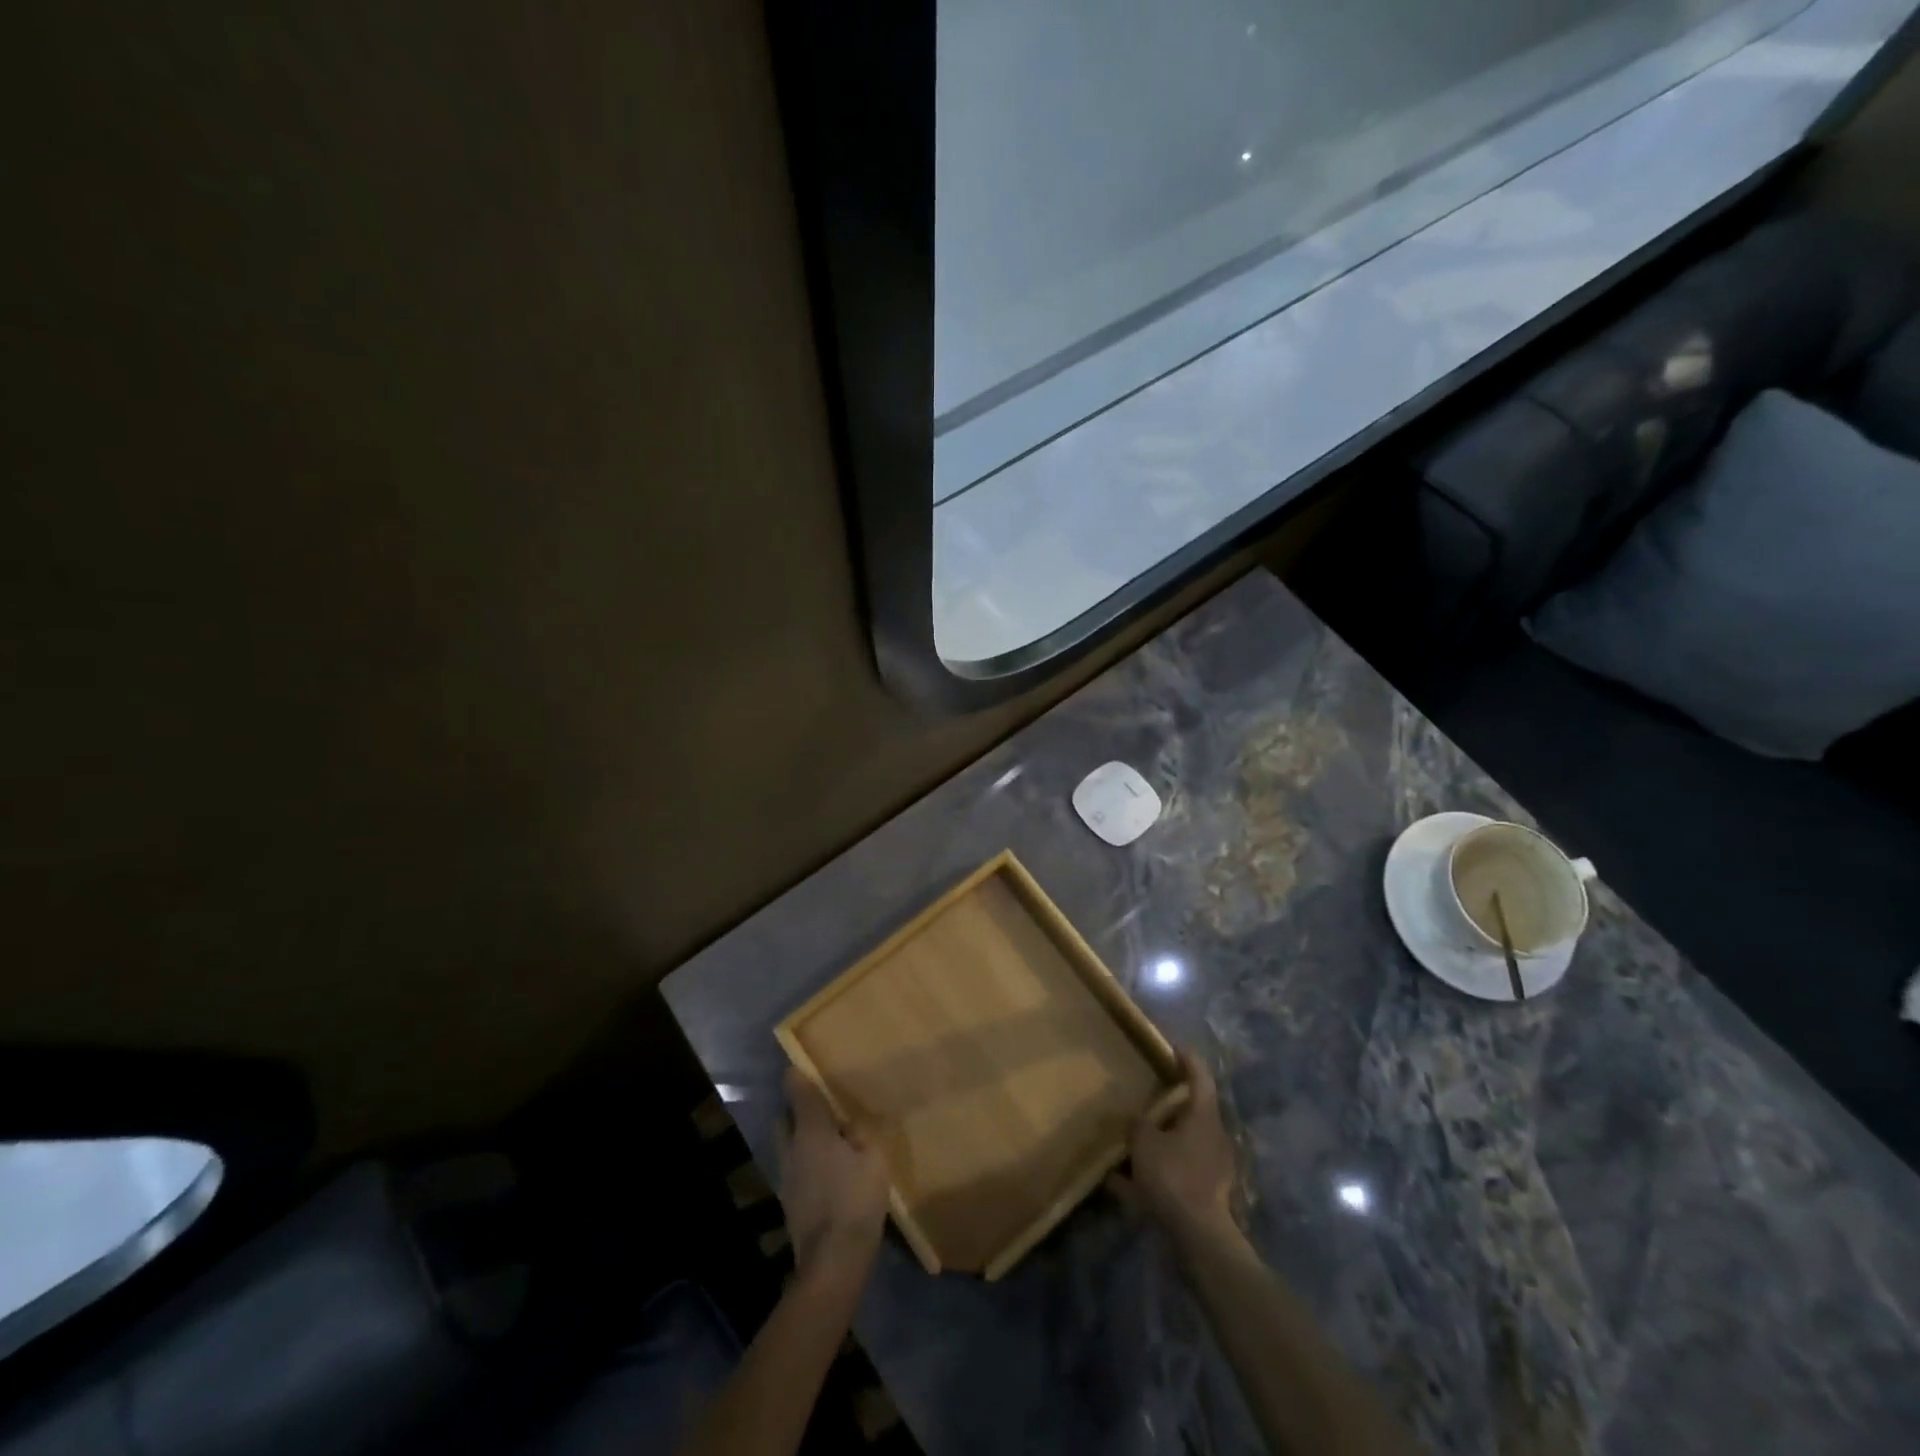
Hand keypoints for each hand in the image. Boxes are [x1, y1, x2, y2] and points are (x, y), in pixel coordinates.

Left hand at [779, 1067, 889, 1292]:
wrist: (832, 1264)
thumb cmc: (855, 1202)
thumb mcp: (872, 1160)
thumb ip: (860, 1137)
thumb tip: (847, 1128)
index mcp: (810, 1131)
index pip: (796, 1091)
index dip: (797, 1075)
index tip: (803, 1065)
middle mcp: (791, 1149)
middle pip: (784, 1119)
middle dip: (796, 1109)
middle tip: (823, 1108)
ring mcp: (786, 1178)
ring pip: (788, 1145)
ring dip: (802, 1139)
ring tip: (830, 1142)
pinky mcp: (789, 1203)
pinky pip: (796, 1169)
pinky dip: (807, 1164)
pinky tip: (829, 1173)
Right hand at [1110, 1049, 1239, 1244]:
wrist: (1198, 1237)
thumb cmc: (1174, 1177)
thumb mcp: (1144, 1142)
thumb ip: (1137, 1125)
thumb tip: (1134, 1119)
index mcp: (1204, 1117)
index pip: (1200, 1077)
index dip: (1188, 1059)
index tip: (1174, 1047)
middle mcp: (1213, 1138)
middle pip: (1192, 1112)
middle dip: (1169, 1105)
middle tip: (1146, 1096)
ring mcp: (1212, 1168)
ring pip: (1182, 1145)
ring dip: (1160, 1141)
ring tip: (1131, 1141)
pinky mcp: (1205, 1195)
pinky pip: (1175, 1174)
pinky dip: (1154, 1174)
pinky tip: (1123, 1184)